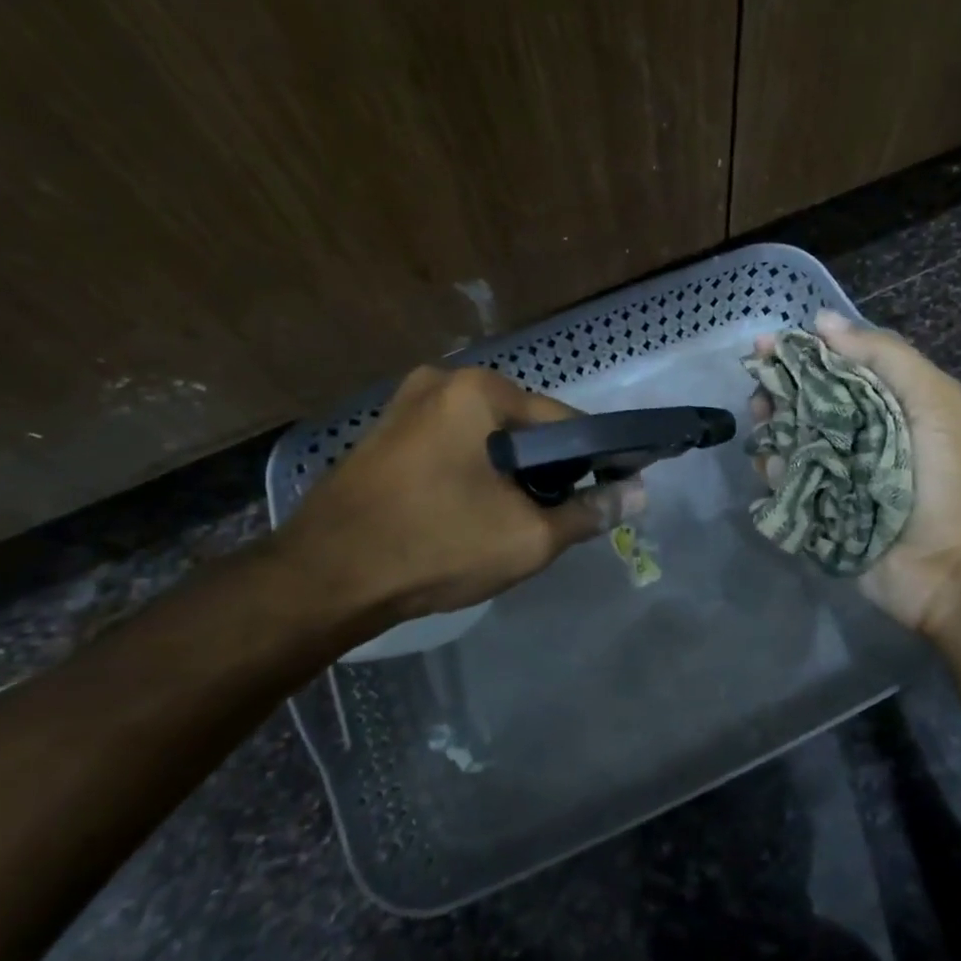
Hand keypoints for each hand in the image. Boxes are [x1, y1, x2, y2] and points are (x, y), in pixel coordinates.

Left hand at [275, 366, 643, 642]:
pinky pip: (451, 445)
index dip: (592, 459)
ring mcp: (405, 404)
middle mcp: (441, 381)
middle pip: (521, 425)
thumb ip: (589, 512)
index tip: (604, 493)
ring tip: (511, 519)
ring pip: (485, 436)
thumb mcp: (527, 537)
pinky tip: (468, 511)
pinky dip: (472, 471)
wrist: (322, 580)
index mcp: (478, 389)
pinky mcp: (383, 433)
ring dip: (508, 471)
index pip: (563, 420)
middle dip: (544, 467)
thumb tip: (638, 494)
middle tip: (552, 516)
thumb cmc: (434, 545)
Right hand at [752, 309, 960, 638]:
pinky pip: (788, 485)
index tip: (767, 346)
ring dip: (772, 428)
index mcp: (889, 403)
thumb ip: (884, 355)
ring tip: (762, 425)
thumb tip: (822, 319)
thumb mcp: (933, 400)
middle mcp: (860, 434)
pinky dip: (776, 472)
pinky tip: (773, 466)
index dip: (802, 353)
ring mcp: (839, 475)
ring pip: (792, 441)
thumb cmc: (951, 477)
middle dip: (779, 391)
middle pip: (807, 402)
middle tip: (761, 392)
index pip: (837, 366)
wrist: (958, 569)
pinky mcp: (821, 512)